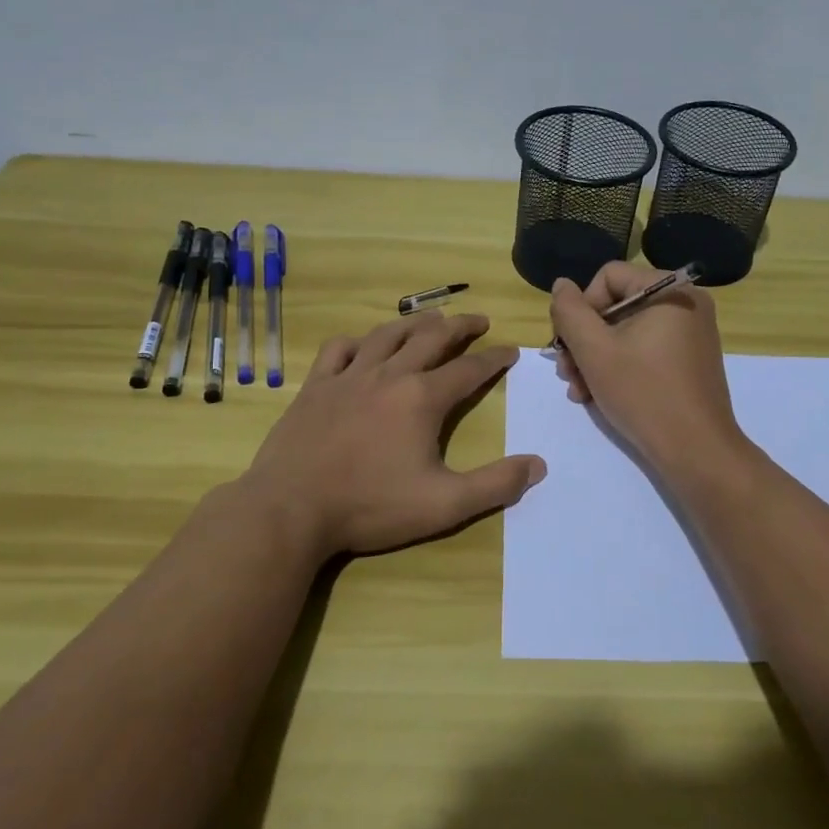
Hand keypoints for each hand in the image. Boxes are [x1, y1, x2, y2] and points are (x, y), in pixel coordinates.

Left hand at [239, 311, 544, 559]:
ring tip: (430, 320)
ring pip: (387, 334)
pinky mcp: (315, 386)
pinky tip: (362, 346)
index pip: (469, 369)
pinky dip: (357, 341)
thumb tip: (538, 465)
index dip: (494, 358)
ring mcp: (348, 377)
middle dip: (460, 326)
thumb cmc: (370, 507)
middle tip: (478, 321)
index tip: (511, 350)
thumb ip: (495, 485)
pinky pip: (338, 349)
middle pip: (432, 338)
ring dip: (414, 323)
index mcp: (422, 399)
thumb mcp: (444, 505)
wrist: (290, 509)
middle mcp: (389, 375)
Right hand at [550, 262, 746, 476]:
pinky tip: (598, 395)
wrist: (696, 451)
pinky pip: (645, 350)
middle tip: (565, 372)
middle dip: (584, 340)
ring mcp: (691, 334)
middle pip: (616, 305)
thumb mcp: (594, 350)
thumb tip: (562, 285)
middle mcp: (686, 304)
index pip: (608, 277)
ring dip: (595, 358)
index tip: (569, 344)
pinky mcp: (690, 361)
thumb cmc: (643, 393)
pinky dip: (620, 367)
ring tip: (578, 390)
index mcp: (671, 290)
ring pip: (626, 332)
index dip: (581, 307)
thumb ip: (570, 311)